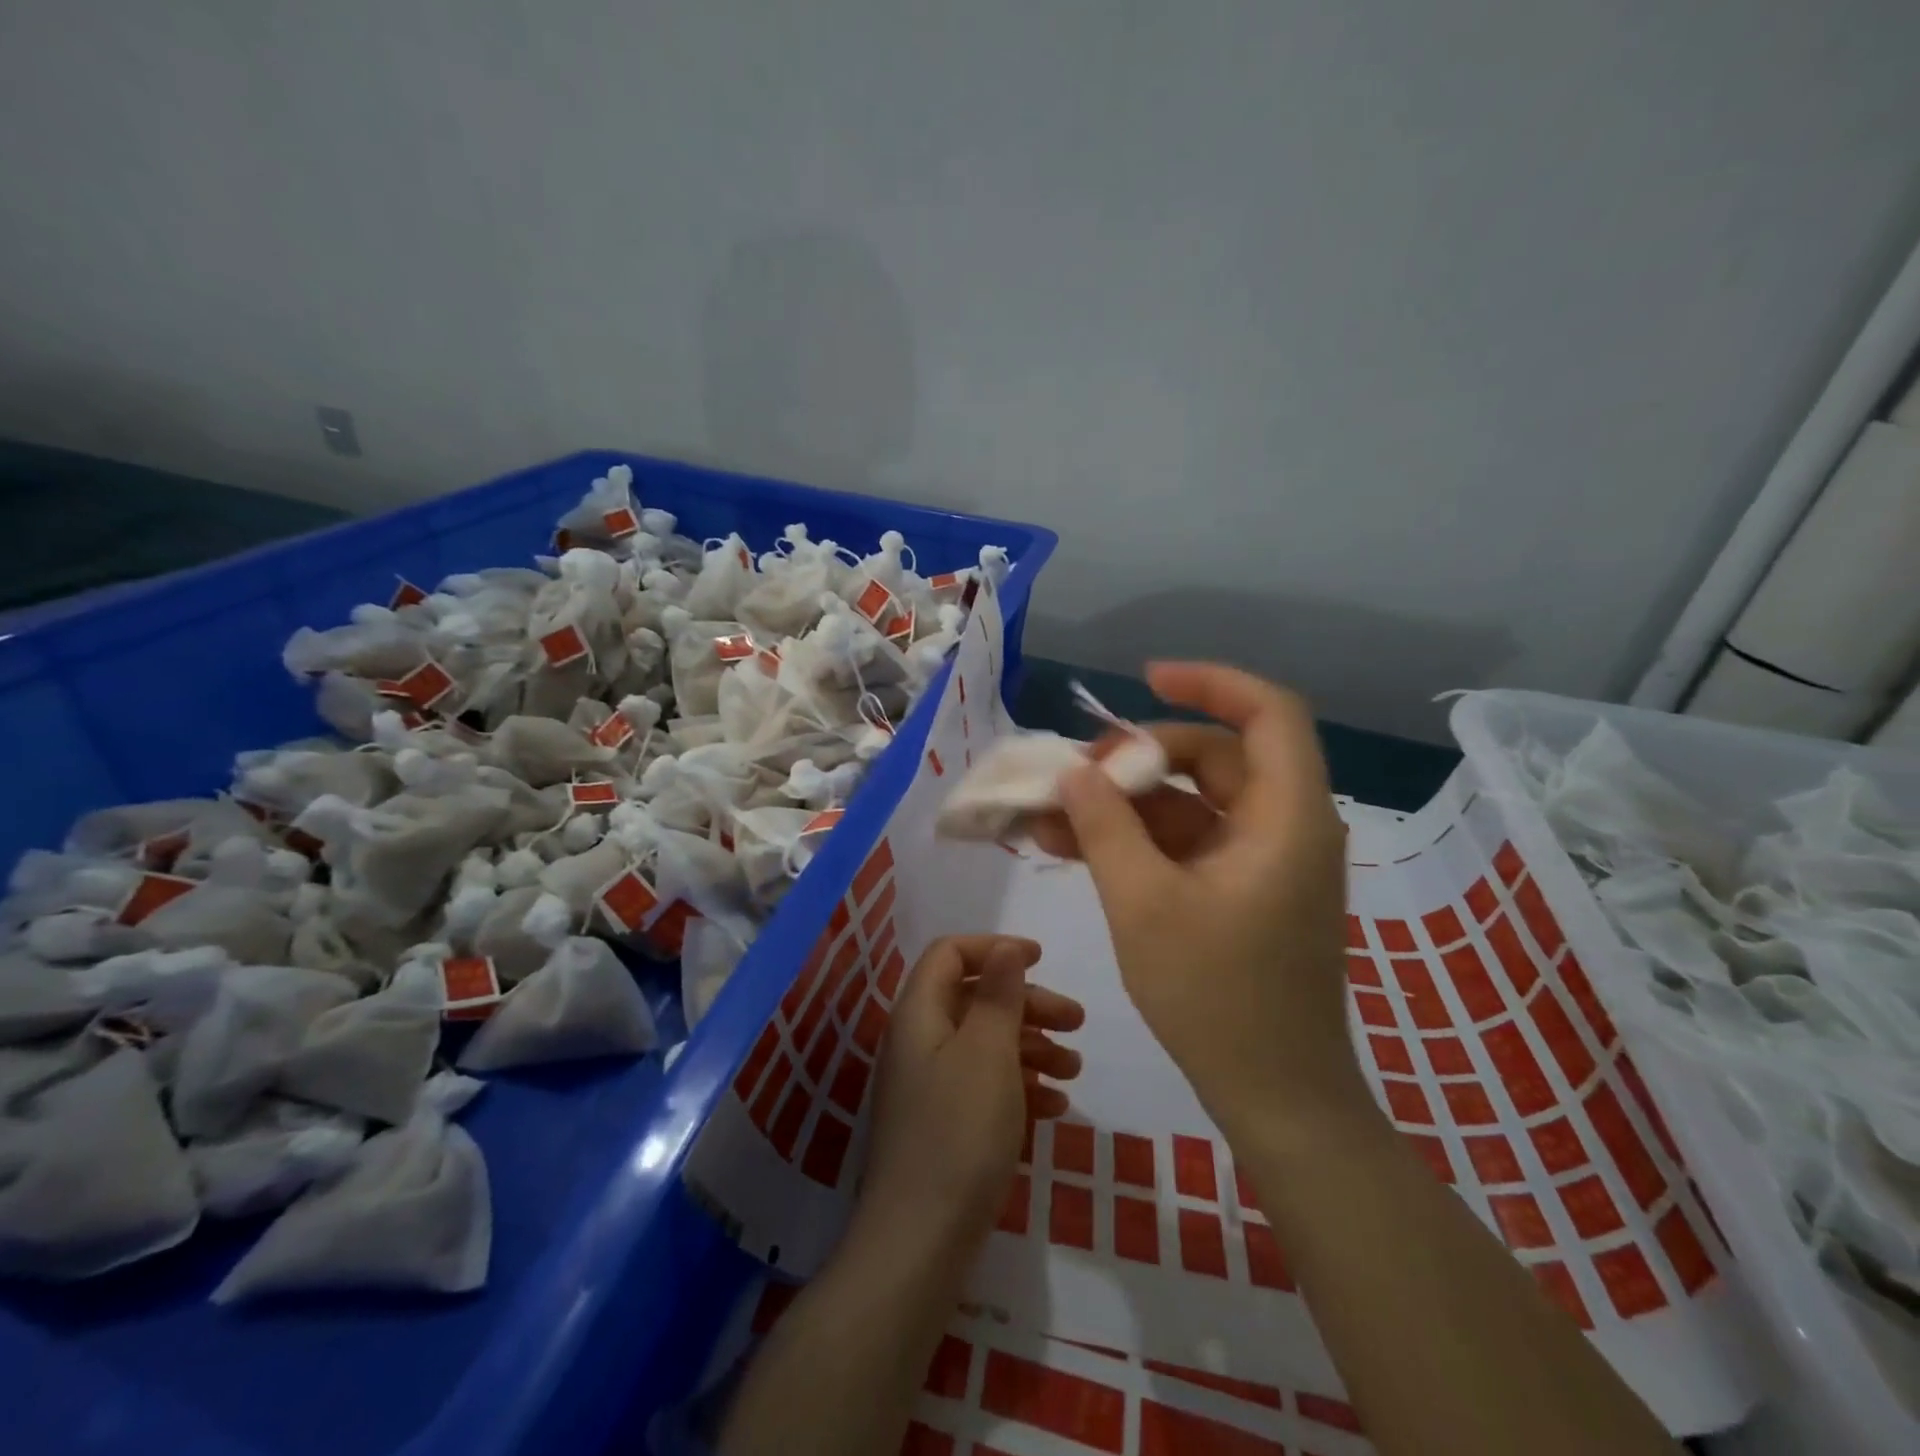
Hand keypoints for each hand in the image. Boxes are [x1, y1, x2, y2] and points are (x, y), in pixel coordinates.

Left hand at [861, 936, 1084, 1247]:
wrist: (920, 1243)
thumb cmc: (959, 1132)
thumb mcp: (987, 1052)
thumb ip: (997, 994)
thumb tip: (1004, 948)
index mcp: (919, 1014)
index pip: (950, 954)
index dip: (994, 949)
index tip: (1041, 959)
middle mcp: (918, 1041)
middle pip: (974, 998)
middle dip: (1027, 1003)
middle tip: (1077, 1021)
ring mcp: (928, 1086)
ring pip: (984, 1044)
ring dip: (1030, 1046)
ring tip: (1074, 1067)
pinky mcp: (942, 1125)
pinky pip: (983, 1086)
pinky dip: (1019, 1086)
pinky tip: (1055, 1108)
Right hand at [1031, 662, 1369, 1143]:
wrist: (1274, 1098)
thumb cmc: (1217, 998)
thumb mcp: (1144, 904)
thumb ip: (1105, 827)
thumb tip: (1074, 772)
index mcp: (1287, 818)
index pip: (1268, 713)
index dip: (1209, 683)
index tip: (1145, 679)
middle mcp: (1285, 827)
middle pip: (1215, 757)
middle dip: (1141, 758)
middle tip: (1078, 773)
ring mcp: (1262, 861)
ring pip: (1192, 803)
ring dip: (1125, 805)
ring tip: (1051, 817)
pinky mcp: (1241, 890)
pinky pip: (1187, 842)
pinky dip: (1138, 840)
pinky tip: (1073, 848)